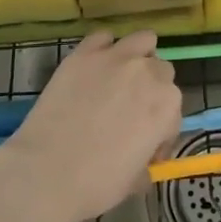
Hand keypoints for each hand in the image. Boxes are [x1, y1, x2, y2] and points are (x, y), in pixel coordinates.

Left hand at [0, 30, 181, 221]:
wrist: (46, 171)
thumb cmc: (96, 184)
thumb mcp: (134, 181)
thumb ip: (146, 163)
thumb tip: (143, 165)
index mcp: (167, 105)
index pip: (174, 111)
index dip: (161, 132)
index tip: (146, 148)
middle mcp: (148, 73)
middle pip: (161, 71)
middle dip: (151, 89)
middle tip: (131, 112)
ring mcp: (116, 58)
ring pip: (143, 40)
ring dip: (139, 56)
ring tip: (121, 77)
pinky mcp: (84, 53)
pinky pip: (102, 37)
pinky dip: (103, 48)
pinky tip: (93, 67)